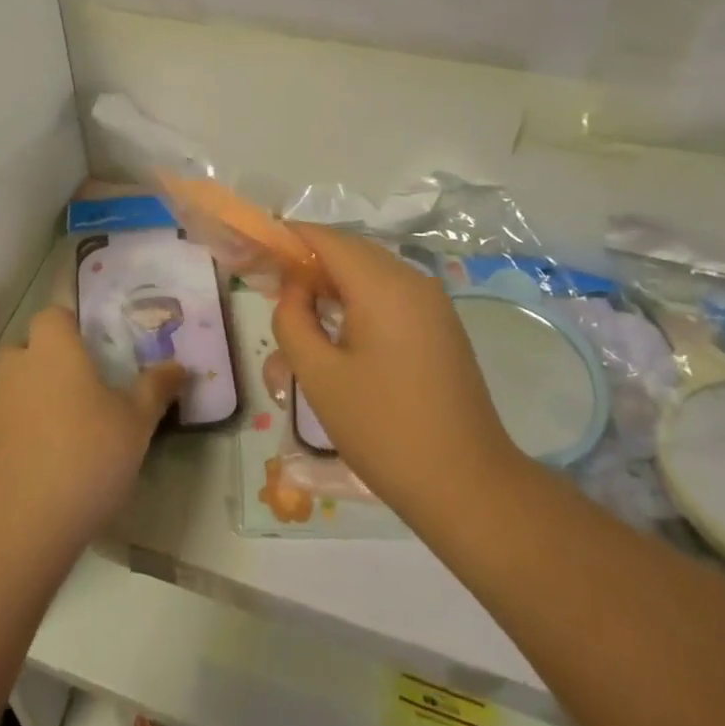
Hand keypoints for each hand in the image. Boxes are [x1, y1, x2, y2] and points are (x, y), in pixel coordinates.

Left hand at [0, 306, 184, 551]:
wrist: (11, 525)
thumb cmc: (83, 458)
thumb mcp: (135, 425)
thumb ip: (155, 389)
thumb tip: (179, 366)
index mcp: (53, 348)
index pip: (55, 316)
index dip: (71, 331)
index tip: (92, 356)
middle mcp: (13, 363)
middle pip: (30, 351)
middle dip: (50, 368)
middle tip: (79, 401)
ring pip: (9, 387)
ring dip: (27, 401)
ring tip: (55, 440)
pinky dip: (8, 434)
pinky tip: (30, 468)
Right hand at [274, 224, 528, 524]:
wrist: (468, 487)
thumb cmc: (383, 430)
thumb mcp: (319, 376)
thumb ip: (292, 320)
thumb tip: (293, 288)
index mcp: (383, 286)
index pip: (326, 239)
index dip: (288, 239)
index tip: (257, 255)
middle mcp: (413, 281)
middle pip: (350, 250)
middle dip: (309, 260)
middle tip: (272, 287)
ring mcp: (433, 303)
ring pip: (371, 271)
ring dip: (333, 280)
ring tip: (300, 310)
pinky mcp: (441, 325)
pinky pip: (391, 292)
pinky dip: (359, 296)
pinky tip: (339, 328)